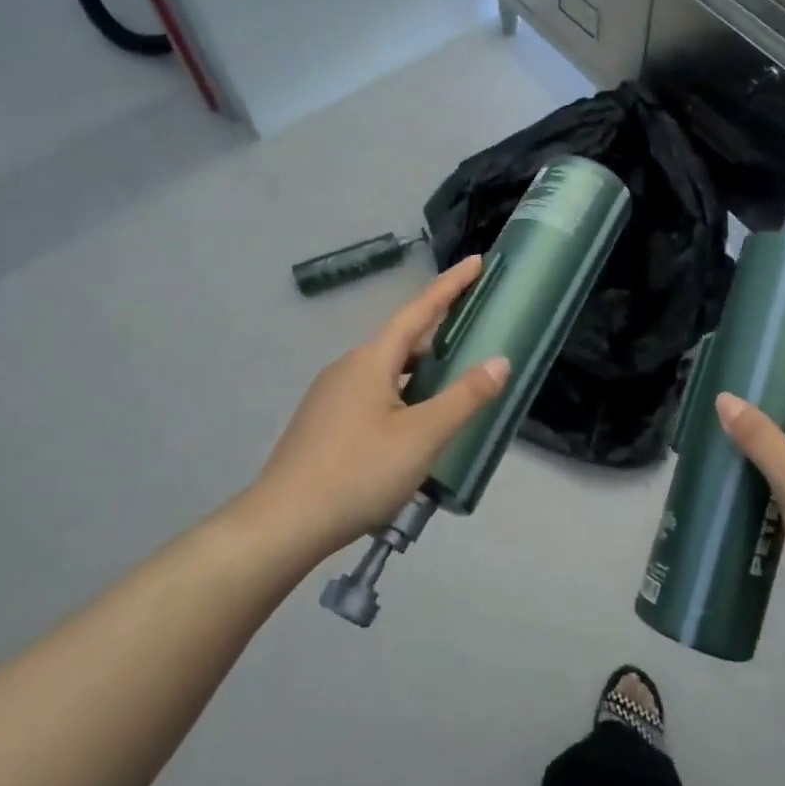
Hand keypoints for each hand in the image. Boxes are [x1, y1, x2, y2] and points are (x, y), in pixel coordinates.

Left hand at [244, 257, 509, 556]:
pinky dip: (403, 395)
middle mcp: (348, 367)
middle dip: (440, 335)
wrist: (283, 524)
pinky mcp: (324, 423)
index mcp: (371, 360)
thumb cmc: (359, 472)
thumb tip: (500, 361)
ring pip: (387, 371)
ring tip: (453, 386)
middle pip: (403, 341)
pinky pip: (373, 394)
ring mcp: (331, 396)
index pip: (419, 310)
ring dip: (422, 371)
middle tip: (476, 336)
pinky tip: (414, 425)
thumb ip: (465, 397)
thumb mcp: (424, 435)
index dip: (451, 286)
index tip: (477, 262)